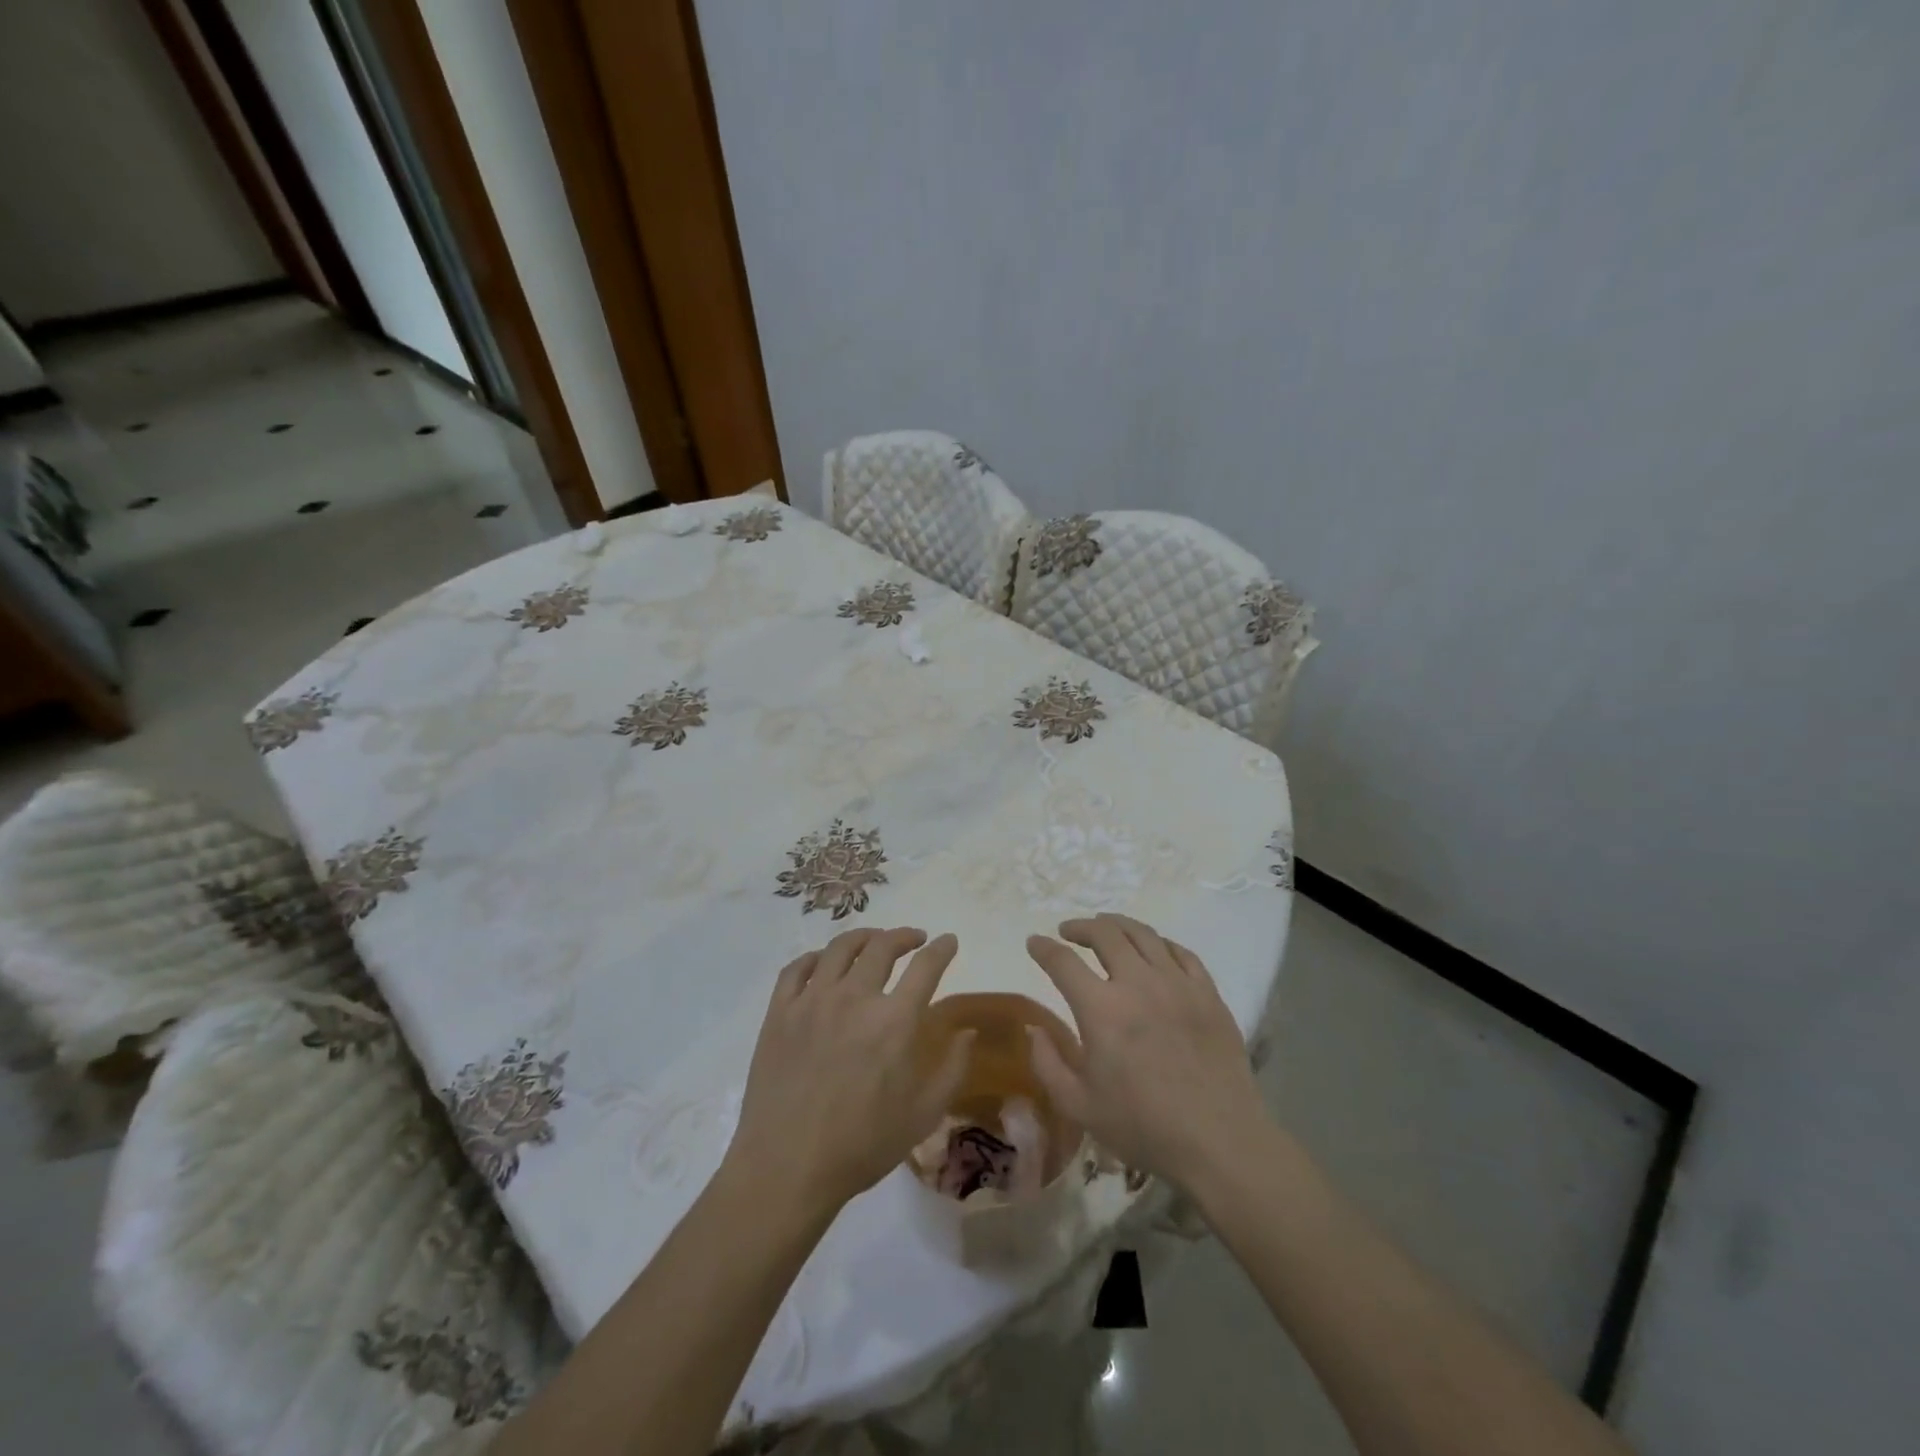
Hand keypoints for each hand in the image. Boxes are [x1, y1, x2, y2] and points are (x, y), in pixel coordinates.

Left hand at [724, 927, 971, 1218]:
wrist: (787, 1168)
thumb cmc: (862, 1145)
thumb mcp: (923, 1114)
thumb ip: (953, 1068)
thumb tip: (967, 1032)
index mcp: (894, 1021)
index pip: (926, 966)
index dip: (942, 948)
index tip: (948, 940)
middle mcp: (854, 998)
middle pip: (882, 946)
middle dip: (904, 936)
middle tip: (913, 939)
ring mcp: (812, 1001)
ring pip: (839, 948)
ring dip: (863, 937)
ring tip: (872, 941)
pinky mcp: (779, 1012)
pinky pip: (796, 968)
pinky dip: (815, 957)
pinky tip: (822, 963)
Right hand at [1025, 914, 1267, 1189]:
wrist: (1220, 1142)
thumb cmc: (1143, 1126)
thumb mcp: (1078, 1105)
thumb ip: (1047, 1063)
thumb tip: (1034, 1028)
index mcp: (1101, 1009)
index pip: (1063, 962)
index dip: (1043, 948)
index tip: (1034, 942)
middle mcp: (1138, 983)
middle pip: (1104, 934)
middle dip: (1080, 927)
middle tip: (1069, 931)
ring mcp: (1177, 983)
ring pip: (1143, 934)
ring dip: (1117, 925)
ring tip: (1106, 927)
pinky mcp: (1208, 993)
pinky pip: (1181, 952)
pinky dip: (1159, 943)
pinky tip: (1153, 949)